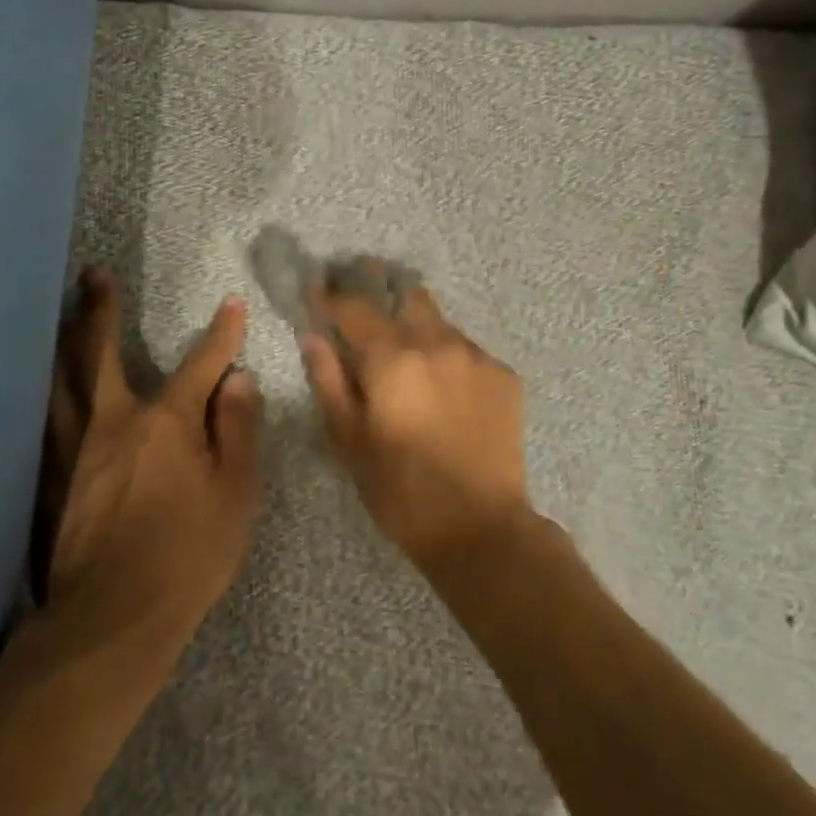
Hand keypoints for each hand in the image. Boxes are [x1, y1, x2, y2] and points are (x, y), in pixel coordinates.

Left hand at [33, 270, 262, 668]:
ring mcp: (71, 449)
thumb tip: (239, 380)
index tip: (231, 304)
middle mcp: (112, 422)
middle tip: (93, 275)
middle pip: (99, 353)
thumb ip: (238, 431)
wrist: (113, 619)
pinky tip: (34, 387)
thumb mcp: (236, 495)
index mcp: (165, 423)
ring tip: (57, 313)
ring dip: (61, 340)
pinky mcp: (46, 479)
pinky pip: (38, 421)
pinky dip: (39, 394)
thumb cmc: (189, 555)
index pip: (200, 365)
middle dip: (100, 310)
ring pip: (58, 380)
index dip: (220, 334)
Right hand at [298, 272, 529, 567]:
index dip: (330, 294)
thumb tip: (312, 336)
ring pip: (438, 320)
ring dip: (415, 324)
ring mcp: (476, 356)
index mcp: (393, 358)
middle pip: (405, 294)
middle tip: (362, 300)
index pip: (355, 306)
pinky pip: (466, 349)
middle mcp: (437, 343)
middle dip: (379, 288)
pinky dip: (446, 355)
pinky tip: (443, 385)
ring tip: (405, 350)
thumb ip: (328, 380)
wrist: (481, 529)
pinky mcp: (504, 375)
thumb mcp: (349, 441)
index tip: (317, 285)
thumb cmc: (401, 490)